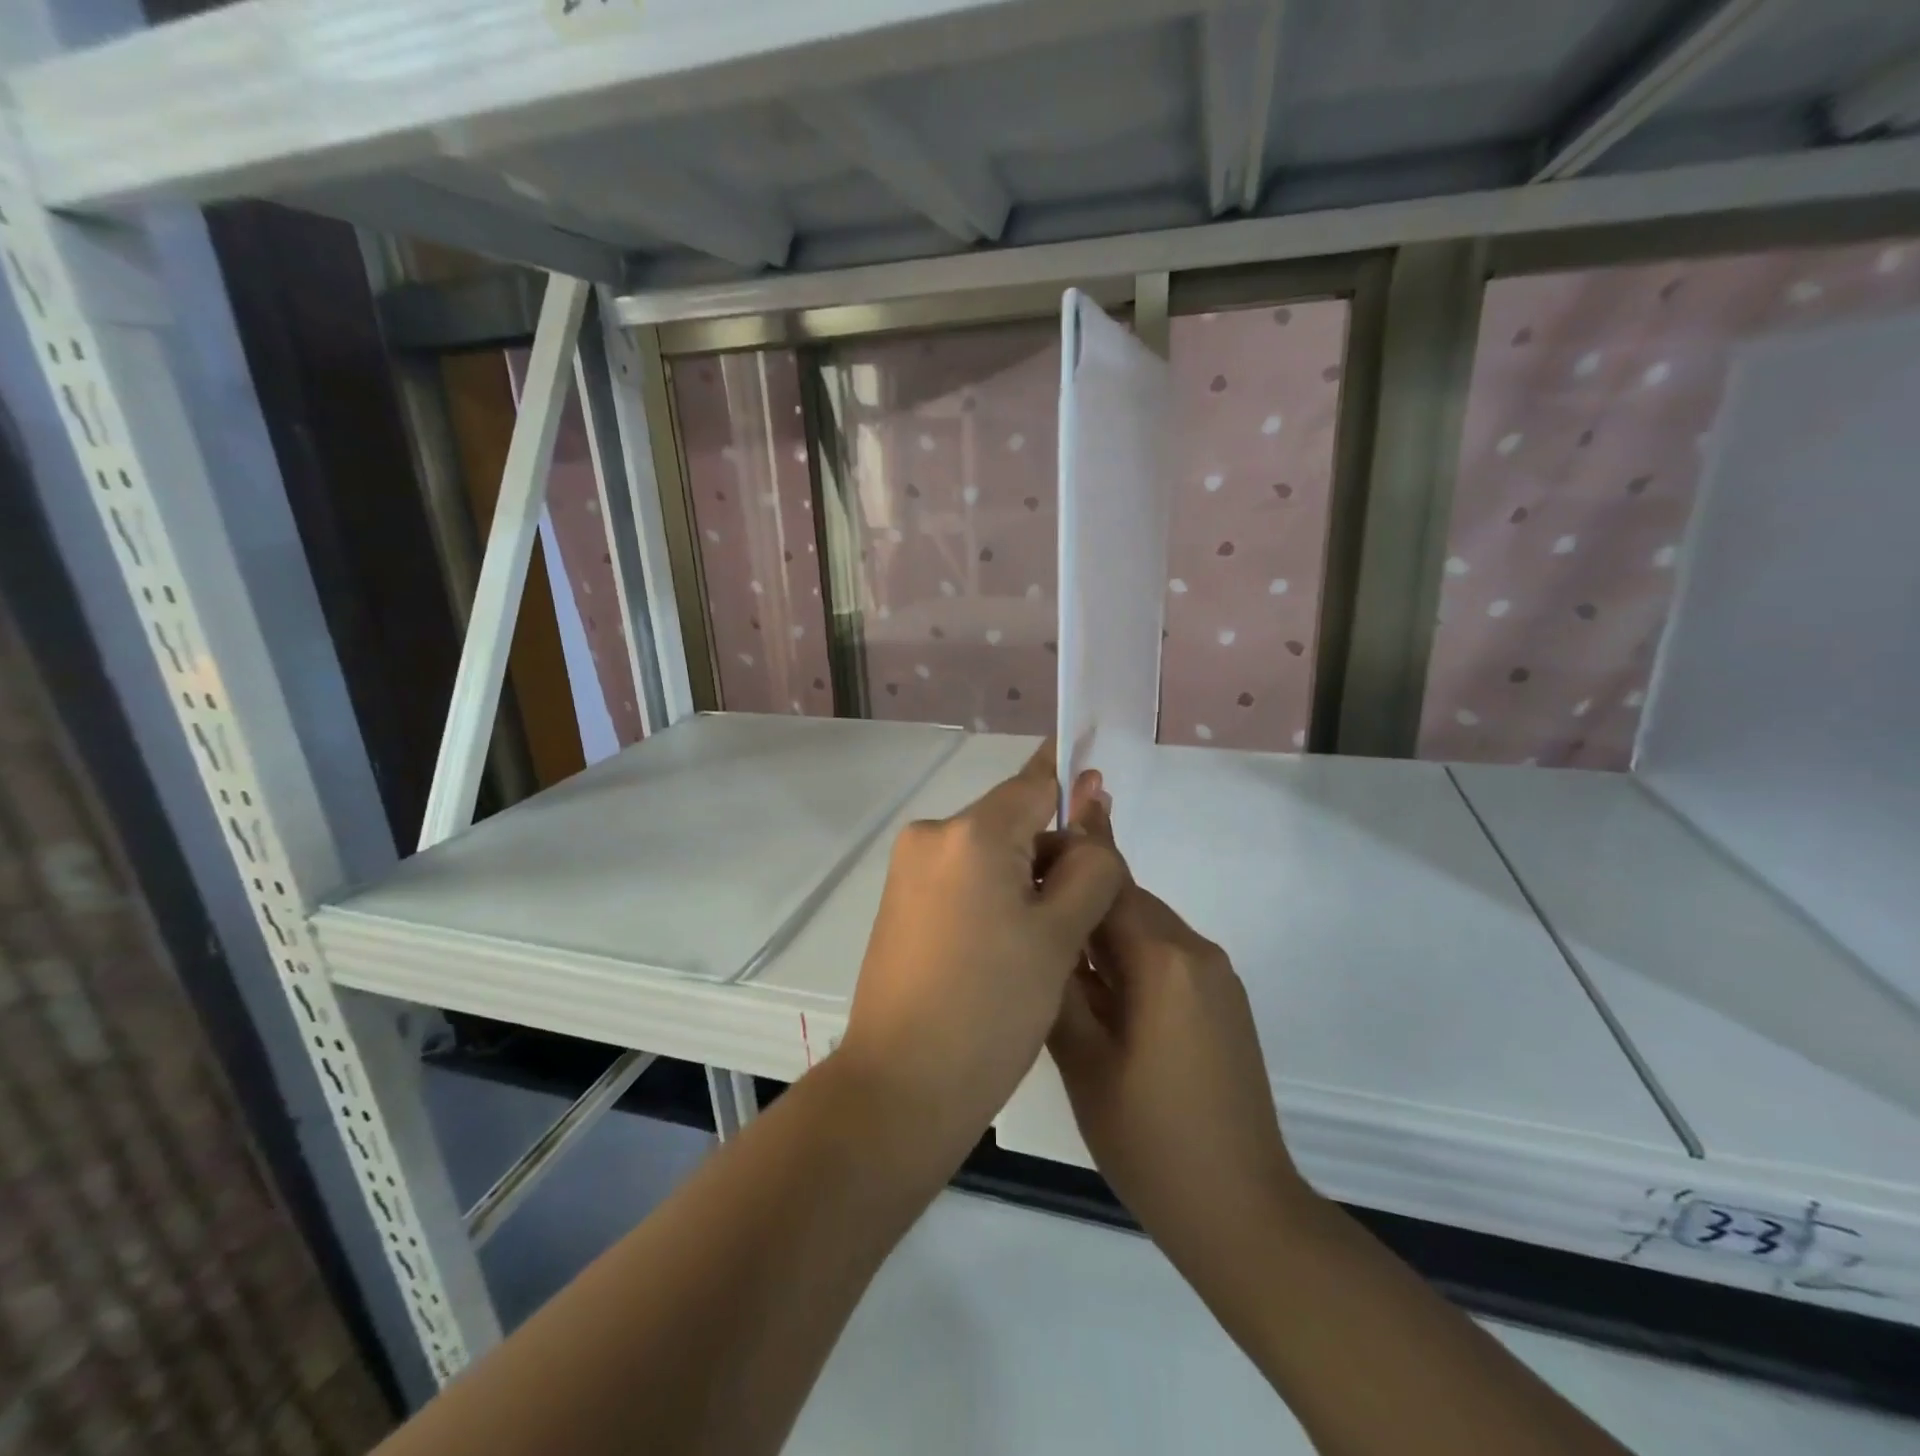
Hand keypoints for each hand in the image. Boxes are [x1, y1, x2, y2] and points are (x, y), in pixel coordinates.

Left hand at [839, 742, 1124, 1157]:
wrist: (902, 1086)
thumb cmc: (992, 1008)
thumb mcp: (1060, 934)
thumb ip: (1089, 864)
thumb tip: (1091, 807)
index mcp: (971, 833)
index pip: (1035, 784)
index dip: (1074, 786)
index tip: (1103, 789)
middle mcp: (931, 835)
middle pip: (1012, 820)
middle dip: (1052, 851)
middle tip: (1085, 912)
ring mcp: (909, 869)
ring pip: (988, 852)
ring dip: (1025, 878)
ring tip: (1048, 942)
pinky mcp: (900, 901)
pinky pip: (962, 877)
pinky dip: (993, 895)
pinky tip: (1009, 945)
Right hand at [1049, 803, 1312, 1271]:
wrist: (1242, 1209)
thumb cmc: (1150, 1138)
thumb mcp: (1084, 1061)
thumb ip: (1058, 985)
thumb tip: (1038, 930)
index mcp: (1162, 959)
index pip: (1107, 880)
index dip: (1066, 854)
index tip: (1024, 844)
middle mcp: (1195, 950)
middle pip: (1126, 897)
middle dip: (1077, 893)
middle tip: (1023, 902)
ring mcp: (1214, 975)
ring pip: (1142, 926)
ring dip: (1099, 927)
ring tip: (1050, 945)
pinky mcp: (1221, 1000)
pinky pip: (1163, 955)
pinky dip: (1125, 955)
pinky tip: (1094, 985)